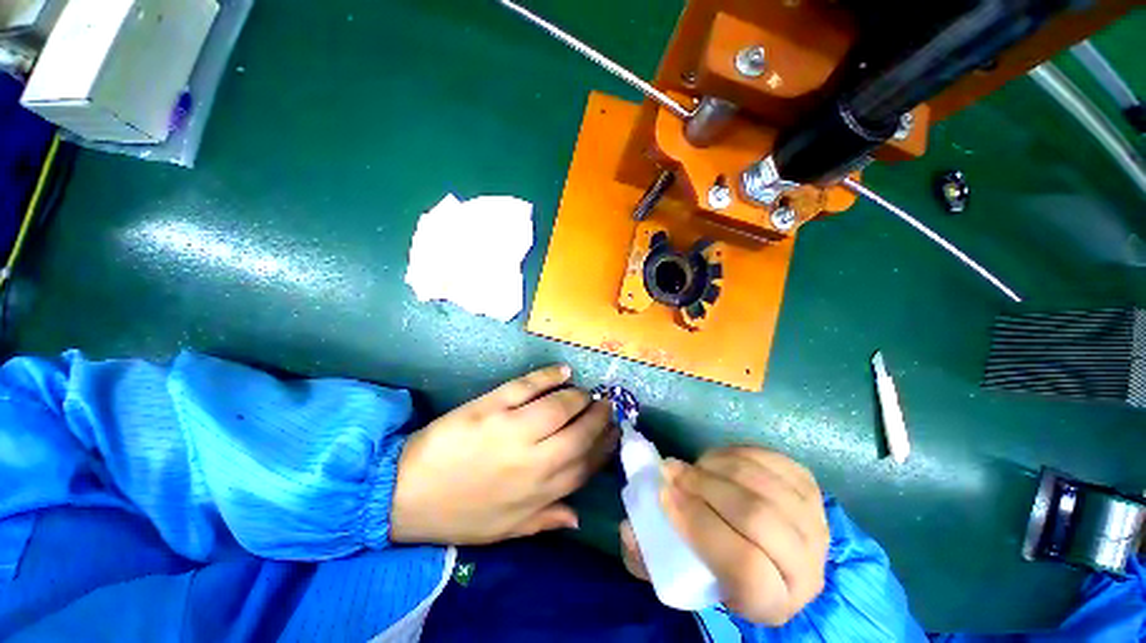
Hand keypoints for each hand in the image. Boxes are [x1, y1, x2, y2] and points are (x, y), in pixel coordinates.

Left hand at [389, 365, 617, 544]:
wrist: (405, 494)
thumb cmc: (458, 514)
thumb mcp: (504, 531)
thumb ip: (544, 521)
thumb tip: (577, 517)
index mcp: (539, 492)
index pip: (585, 466)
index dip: (605, 447)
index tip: (615, 433)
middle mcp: (534, 461)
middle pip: (580, 433)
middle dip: (599, 416)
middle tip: (606, 404)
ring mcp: (513, 430)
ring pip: (560, 406)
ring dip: (579, 396)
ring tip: (586, 391)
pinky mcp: (492, 407)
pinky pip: (529, 386)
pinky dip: (550, 375)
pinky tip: (563, 371)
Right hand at [620, 447, 828, 624]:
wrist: (770, 550)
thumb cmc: (719, 564)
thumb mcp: (682, 572)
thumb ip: (649, 557)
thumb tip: (629, 529)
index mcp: (774, 603)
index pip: (745, 566)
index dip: (699, 525)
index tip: (664, 495)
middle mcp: (806, 568)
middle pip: (757, 518)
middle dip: (704, 487)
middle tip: (671, 471)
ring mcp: (814, 522)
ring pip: (762, 484)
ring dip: (716, 467)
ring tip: (691, 466)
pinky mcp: (810, 488)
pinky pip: (769, 460)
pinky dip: (734, 454)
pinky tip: (715, 461)